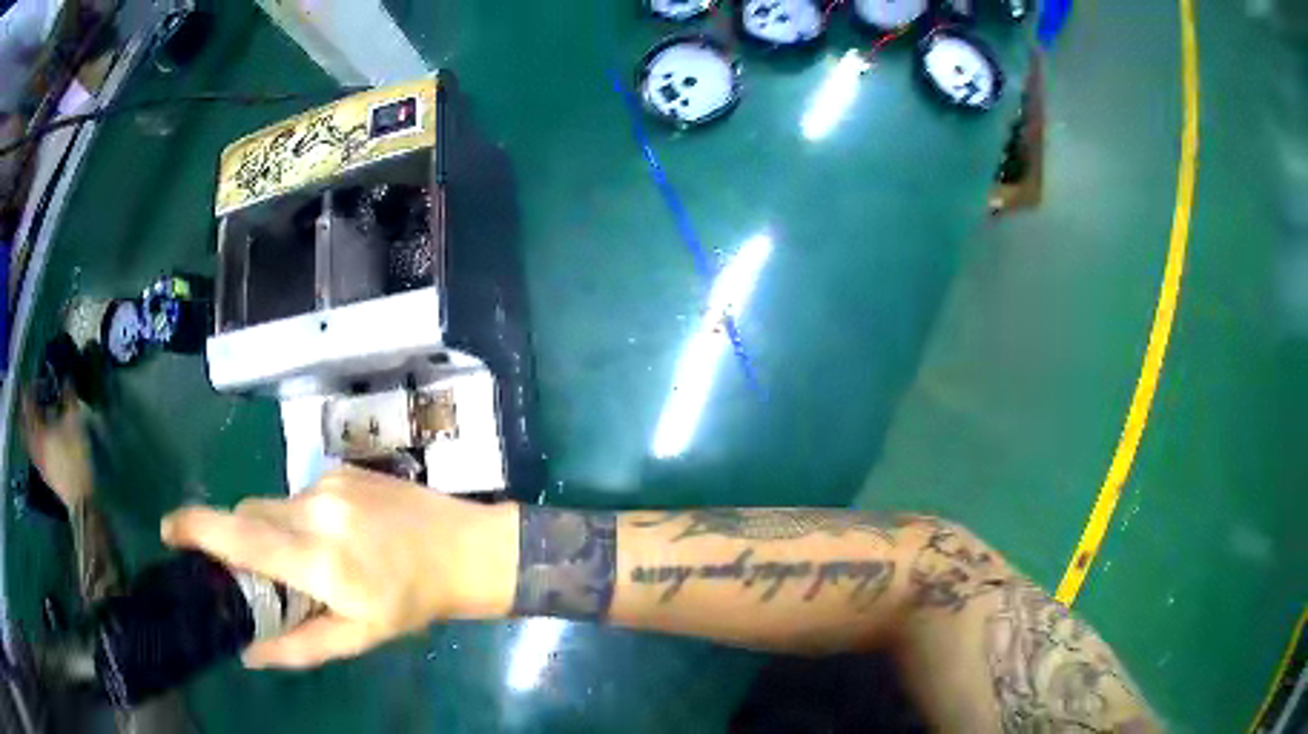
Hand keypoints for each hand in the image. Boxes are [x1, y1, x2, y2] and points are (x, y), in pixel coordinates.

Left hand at [21, 391, 93, 509]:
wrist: (79, 498)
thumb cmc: (75, 458)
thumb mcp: (75, 424)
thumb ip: (69, 399)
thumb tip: (66, 378)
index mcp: (38, 430)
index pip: (28, 404)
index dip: (28, 390)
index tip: (31, 381)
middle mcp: (34, 444)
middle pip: (24, 424)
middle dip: (24, 410)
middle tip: (26, 399)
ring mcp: (38, 461)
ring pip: (27, 439)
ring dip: (27, 427)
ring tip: (31, 418)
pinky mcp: (43, 472)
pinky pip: (33, 451)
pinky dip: (32, 441)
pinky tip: (38, 439)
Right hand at [160, 467, 513, 669]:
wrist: (465, 548)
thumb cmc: (411, 602)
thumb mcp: (358, 637)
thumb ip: (299, 647)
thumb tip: (249, 653)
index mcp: (317, 558)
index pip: (240, 535)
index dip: (197, 528)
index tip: (168, 530)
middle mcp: (315, 510)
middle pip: (249, 515)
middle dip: (241, 540)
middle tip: (260, 573)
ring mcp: (329, 482)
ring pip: (274, 503)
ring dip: (275, 530)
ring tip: (312, 561)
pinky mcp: (343, 468)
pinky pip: (302, 492)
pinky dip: (301, 516)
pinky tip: (338, 537)